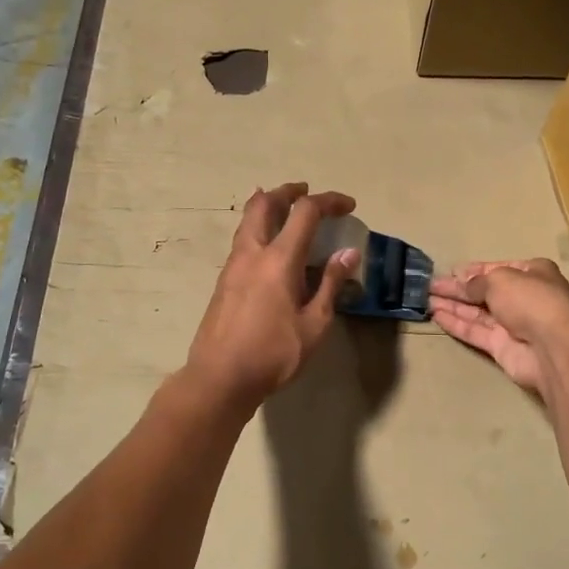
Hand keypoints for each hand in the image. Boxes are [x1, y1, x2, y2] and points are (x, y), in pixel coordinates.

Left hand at [185, 183, 358, 410]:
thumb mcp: (314, 325)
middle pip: (265, 203)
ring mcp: (233, 265)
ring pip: (248, 219)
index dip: (329, 201)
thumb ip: (330, 284)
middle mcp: (252, 253)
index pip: (305, 212)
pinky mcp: (224, 280)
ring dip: (269, 206)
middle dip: (289, 191)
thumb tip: (348, 253)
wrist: (219, 377)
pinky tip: (271, 247)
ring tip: (287, 211)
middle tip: (307, 193)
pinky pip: (243, 239)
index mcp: (278, 260)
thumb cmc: (273, 354)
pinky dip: (259, 228)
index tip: (348, 206)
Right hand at [429, 260, 568, 396]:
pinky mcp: (502, 348)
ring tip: (425, 299)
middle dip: (458, 289)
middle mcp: (524, 298)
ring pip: (477, 313)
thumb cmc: (531, 300)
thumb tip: (461, 283)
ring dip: (453, 305)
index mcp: (532, 274)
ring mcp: (513, 324)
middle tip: (430, 286)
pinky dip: (456, 323)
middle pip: (485, 291)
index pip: (497, 270)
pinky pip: (476, 332)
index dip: (472, 271)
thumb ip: (476, 282)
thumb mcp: (500, 280)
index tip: (449, 272)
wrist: (553, 348)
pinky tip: (436, 315)